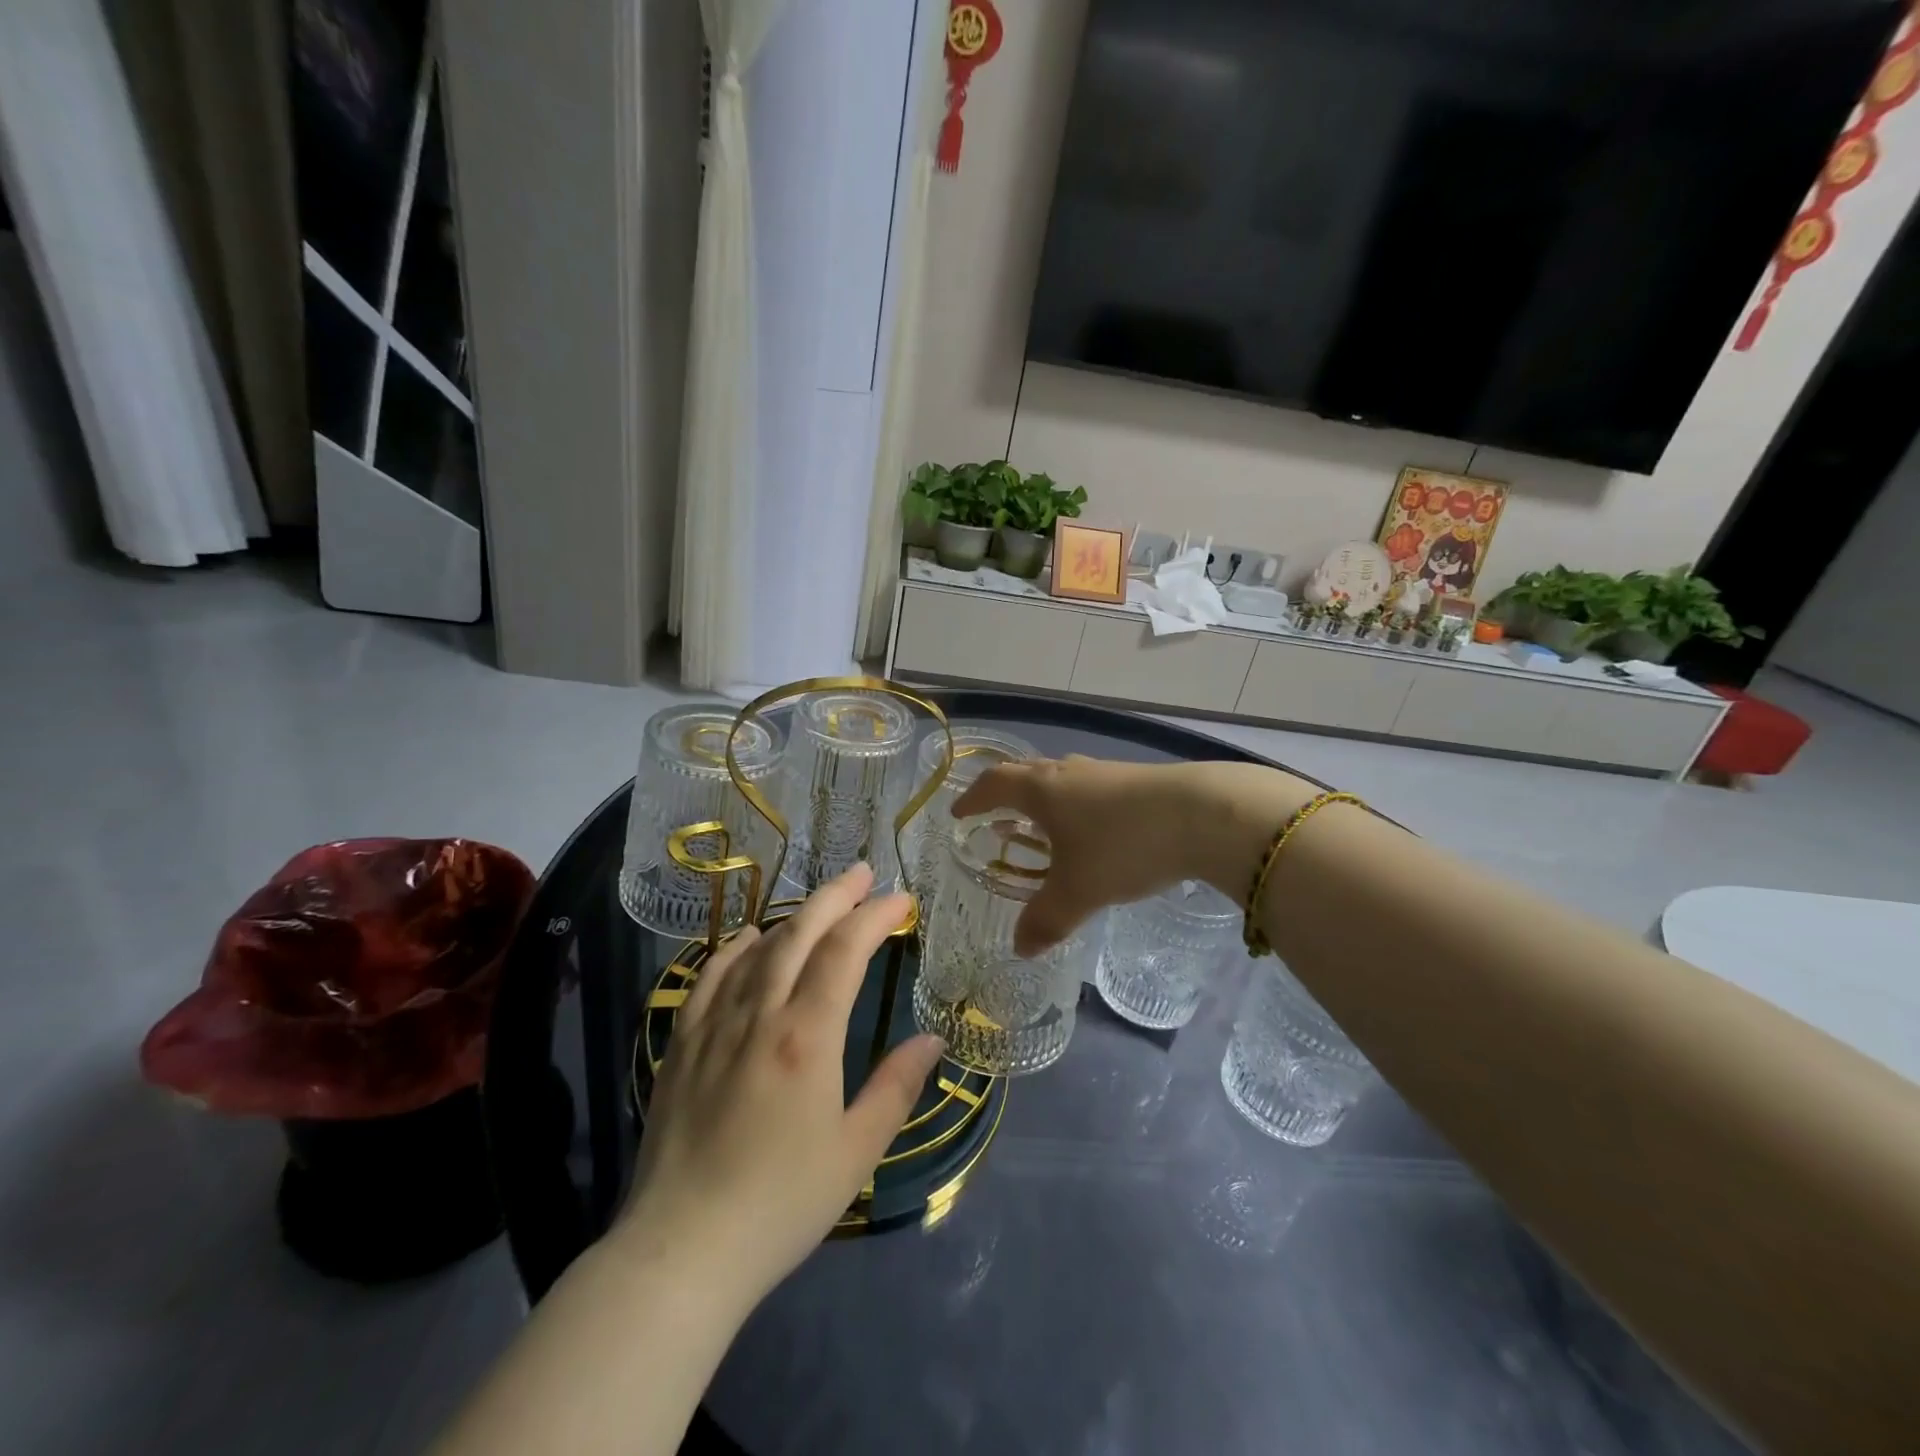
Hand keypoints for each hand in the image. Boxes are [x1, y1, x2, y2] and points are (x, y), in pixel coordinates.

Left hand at [611, 866, 944, 1311]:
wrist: (681, 1251)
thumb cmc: (781, 1204)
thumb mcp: (856, 1152)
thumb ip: (896, 1087)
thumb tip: (931, 1039)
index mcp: (807, 1037)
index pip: (845, 952)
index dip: (874, 917)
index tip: (900, 899)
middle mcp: (760, 1015)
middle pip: (800, 934)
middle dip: (835, 897)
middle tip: (862, 874)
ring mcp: (715, 1026)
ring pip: (757, 949)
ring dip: (793, 917)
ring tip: (820, 904)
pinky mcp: (683, 1045)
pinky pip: (709, 978)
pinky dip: (734, 949)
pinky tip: (749, 940)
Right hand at [952, 757, 1318, 953]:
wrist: (1204, 814)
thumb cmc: (1123, 846)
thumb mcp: (1079, 891)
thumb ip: (1045, 920)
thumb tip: (1020, 949)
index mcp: (1042, 789)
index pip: (994, 785)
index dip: (973, 799)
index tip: (959, 813)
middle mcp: (1068, 772)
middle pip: (1025, 773)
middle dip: (1005, 794)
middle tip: (995, 816)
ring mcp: (1104, 772)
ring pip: (1061, 779)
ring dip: (1044, 799)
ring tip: (1042, 826)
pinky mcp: (1136, 780)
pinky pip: (1090, 789)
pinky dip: (1076, 806)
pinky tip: (1093, 831)